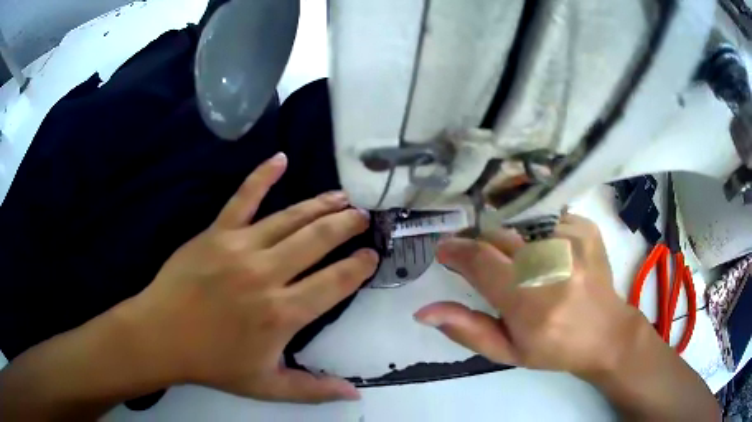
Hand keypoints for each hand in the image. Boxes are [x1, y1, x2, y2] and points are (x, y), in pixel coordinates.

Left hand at [126, 153, 377, 402]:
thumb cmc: (214, 363)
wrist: (162, 336)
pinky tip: (281, 158)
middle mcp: (267, 275)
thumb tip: (356, 394)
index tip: (372, 255)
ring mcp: (240, 247)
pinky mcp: (216, 232)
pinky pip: (243, 197)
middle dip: (347, 225)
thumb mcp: (267, 386)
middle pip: (318, 240)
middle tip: (364, 216)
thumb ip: (314, 389)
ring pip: (290, 218)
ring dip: (321, 205)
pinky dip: (263, 175)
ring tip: (342, 196)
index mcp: (283, 313)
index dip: (359, 266)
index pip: (335, 282)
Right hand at [414, 213, 637, 376]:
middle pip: (499, 235)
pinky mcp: (586, 228)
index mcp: (530, 303)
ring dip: (508, 240)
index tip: (444, 251)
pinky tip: (544, 253)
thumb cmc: (553, 349)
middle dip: (481, 245)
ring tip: (518, 262)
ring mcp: (573, 241)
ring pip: (520, 223)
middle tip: (483, 263)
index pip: (481, 261)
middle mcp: (553, 266)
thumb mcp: (507, 351)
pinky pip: (545, 218)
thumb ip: (466, 329)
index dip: (456, 251)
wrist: (605, 334)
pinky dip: (535, 233)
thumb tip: (424, 311)